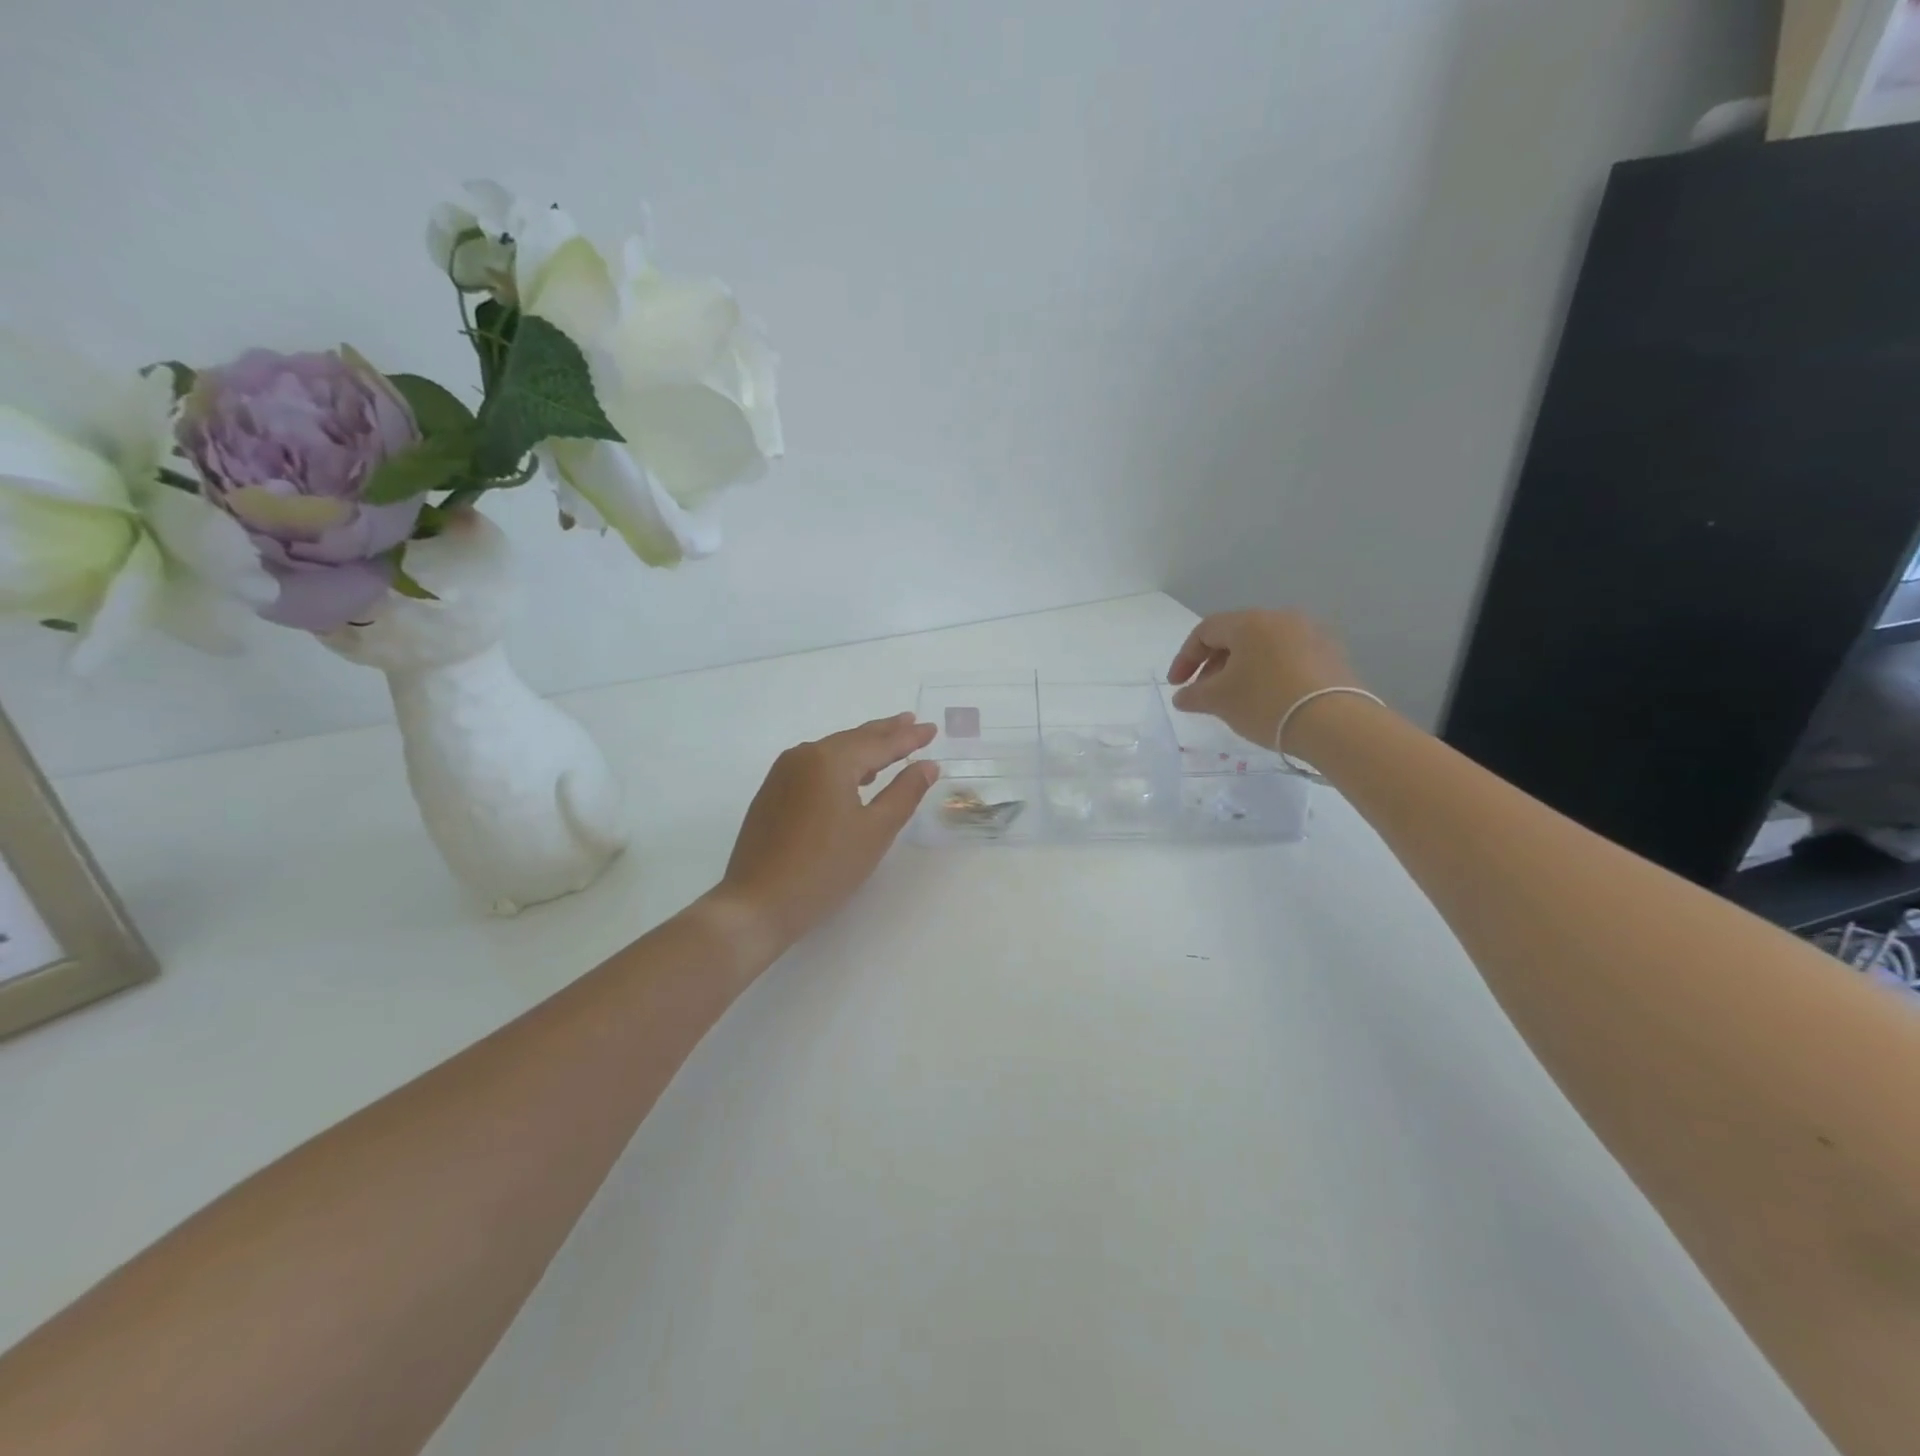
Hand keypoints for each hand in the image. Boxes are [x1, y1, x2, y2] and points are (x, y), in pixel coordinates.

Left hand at [714, 713, 939, 955]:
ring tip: (888, 744)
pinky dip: (840, 763)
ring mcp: (783, 773)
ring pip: (832, 751)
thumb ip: (904, 793)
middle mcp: (803, 756)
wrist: (758, 903)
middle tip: (911, 722)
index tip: (931, 728)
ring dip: (862, 747)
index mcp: (830, 760)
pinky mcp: (772, 793)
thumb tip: (927, 765)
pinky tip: (853, 775)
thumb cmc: (824, 868)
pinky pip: (814, 766)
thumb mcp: (875, 831)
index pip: (880, 743)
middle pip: (854, 739)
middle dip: (885, 732)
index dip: (909, 737)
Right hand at [1167, 610, 1360, 749]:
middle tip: (1204, 692)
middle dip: (1213, 664)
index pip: (1205, 631)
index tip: (1177, 685)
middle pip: (1236, 636)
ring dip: (1241, 669)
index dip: (1185, 658)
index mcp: (1250, 622)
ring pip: (1263, 646)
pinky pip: (1288, 658)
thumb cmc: (1266, 703)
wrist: (1335, 724)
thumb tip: (1182, 695)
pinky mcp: (1332, 655)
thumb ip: (1193, 694)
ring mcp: (1312, 634)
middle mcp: (1282, 618)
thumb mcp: (1219, 701)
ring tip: (1234, 697)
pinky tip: (1267, 698)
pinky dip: (1269, 673)